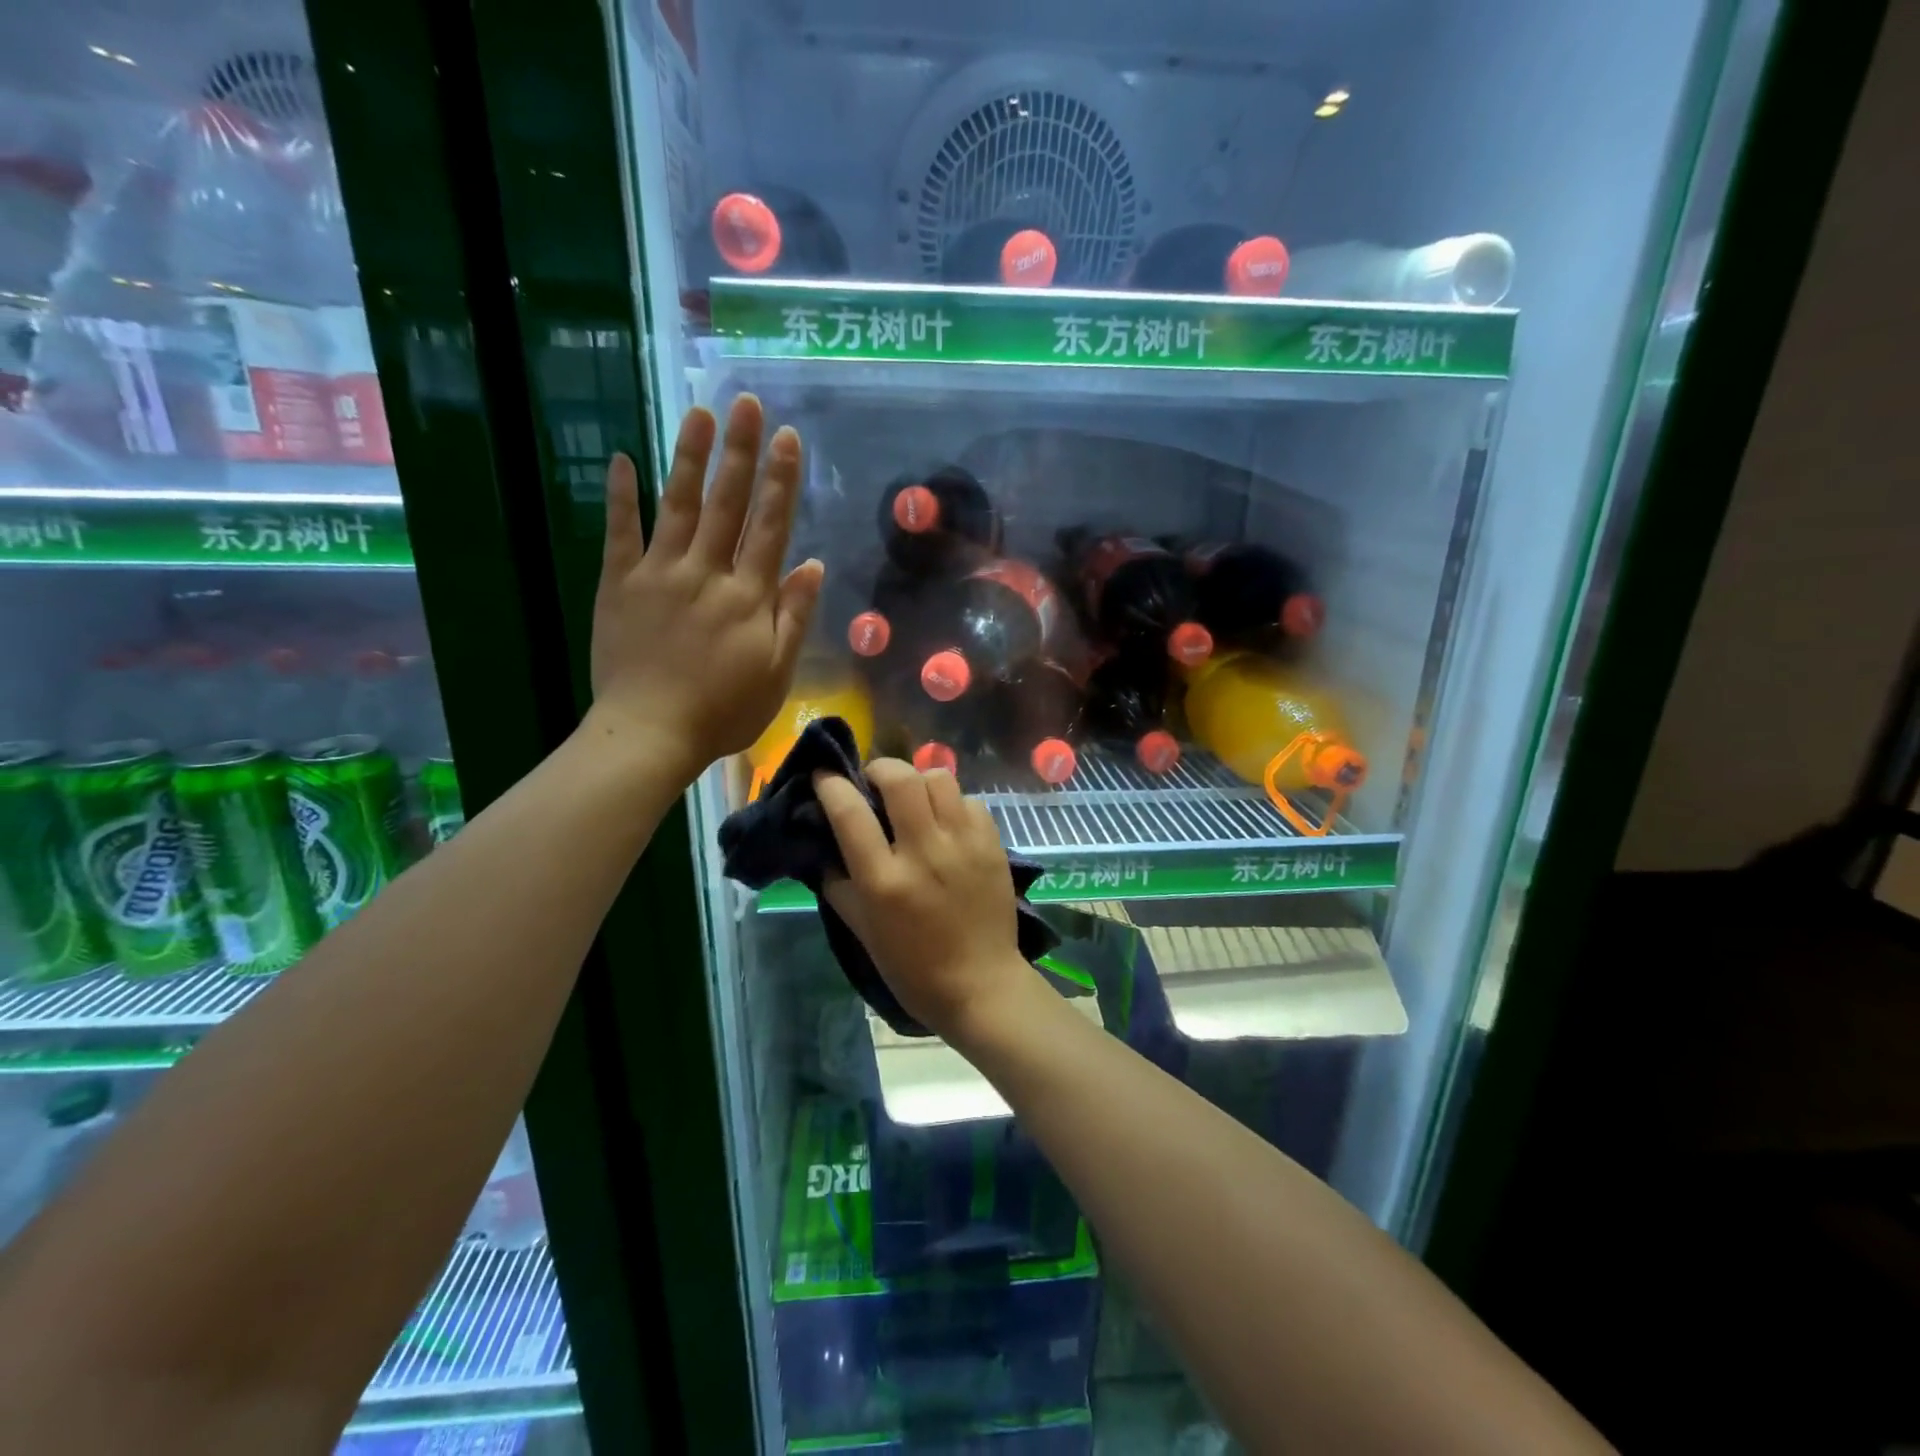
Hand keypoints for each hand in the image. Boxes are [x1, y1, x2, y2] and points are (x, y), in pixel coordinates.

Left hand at [587, 396, 822, 785]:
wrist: (650, 734)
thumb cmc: (722, 712)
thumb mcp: (776, 674)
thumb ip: (793, 617)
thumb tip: (812, 565)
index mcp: (748, 597)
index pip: (769, 527)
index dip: (781, 481)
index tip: (788, 438)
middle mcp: (706, 573)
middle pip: (727, 503)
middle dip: (740, 451)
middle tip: (746, 403)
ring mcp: (658, 574)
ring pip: (678, 505)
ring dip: (691, 457)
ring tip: (700, 412)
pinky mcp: (618, 584)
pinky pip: (619, 532)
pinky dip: (620, 496)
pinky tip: (623, 458)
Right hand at [814, 760, 1032, 1040]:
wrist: (981, 985)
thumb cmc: (912, 967)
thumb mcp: (862, 931)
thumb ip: (839, 883)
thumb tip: (825, 844)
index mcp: (884, 881)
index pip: (850, 813)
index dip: (831, 784)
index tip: (824, 774)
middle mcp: (924, 853)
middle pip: (900, 779)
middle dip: (880, 768)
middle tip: (874, 781)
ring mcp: (963, 845)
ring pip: (939, 778)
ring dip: (919, 781)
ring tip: (915, 800)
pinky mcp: (992, 845)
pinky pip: (969, 800)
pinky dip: (952, 803)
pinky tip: (947, 823)